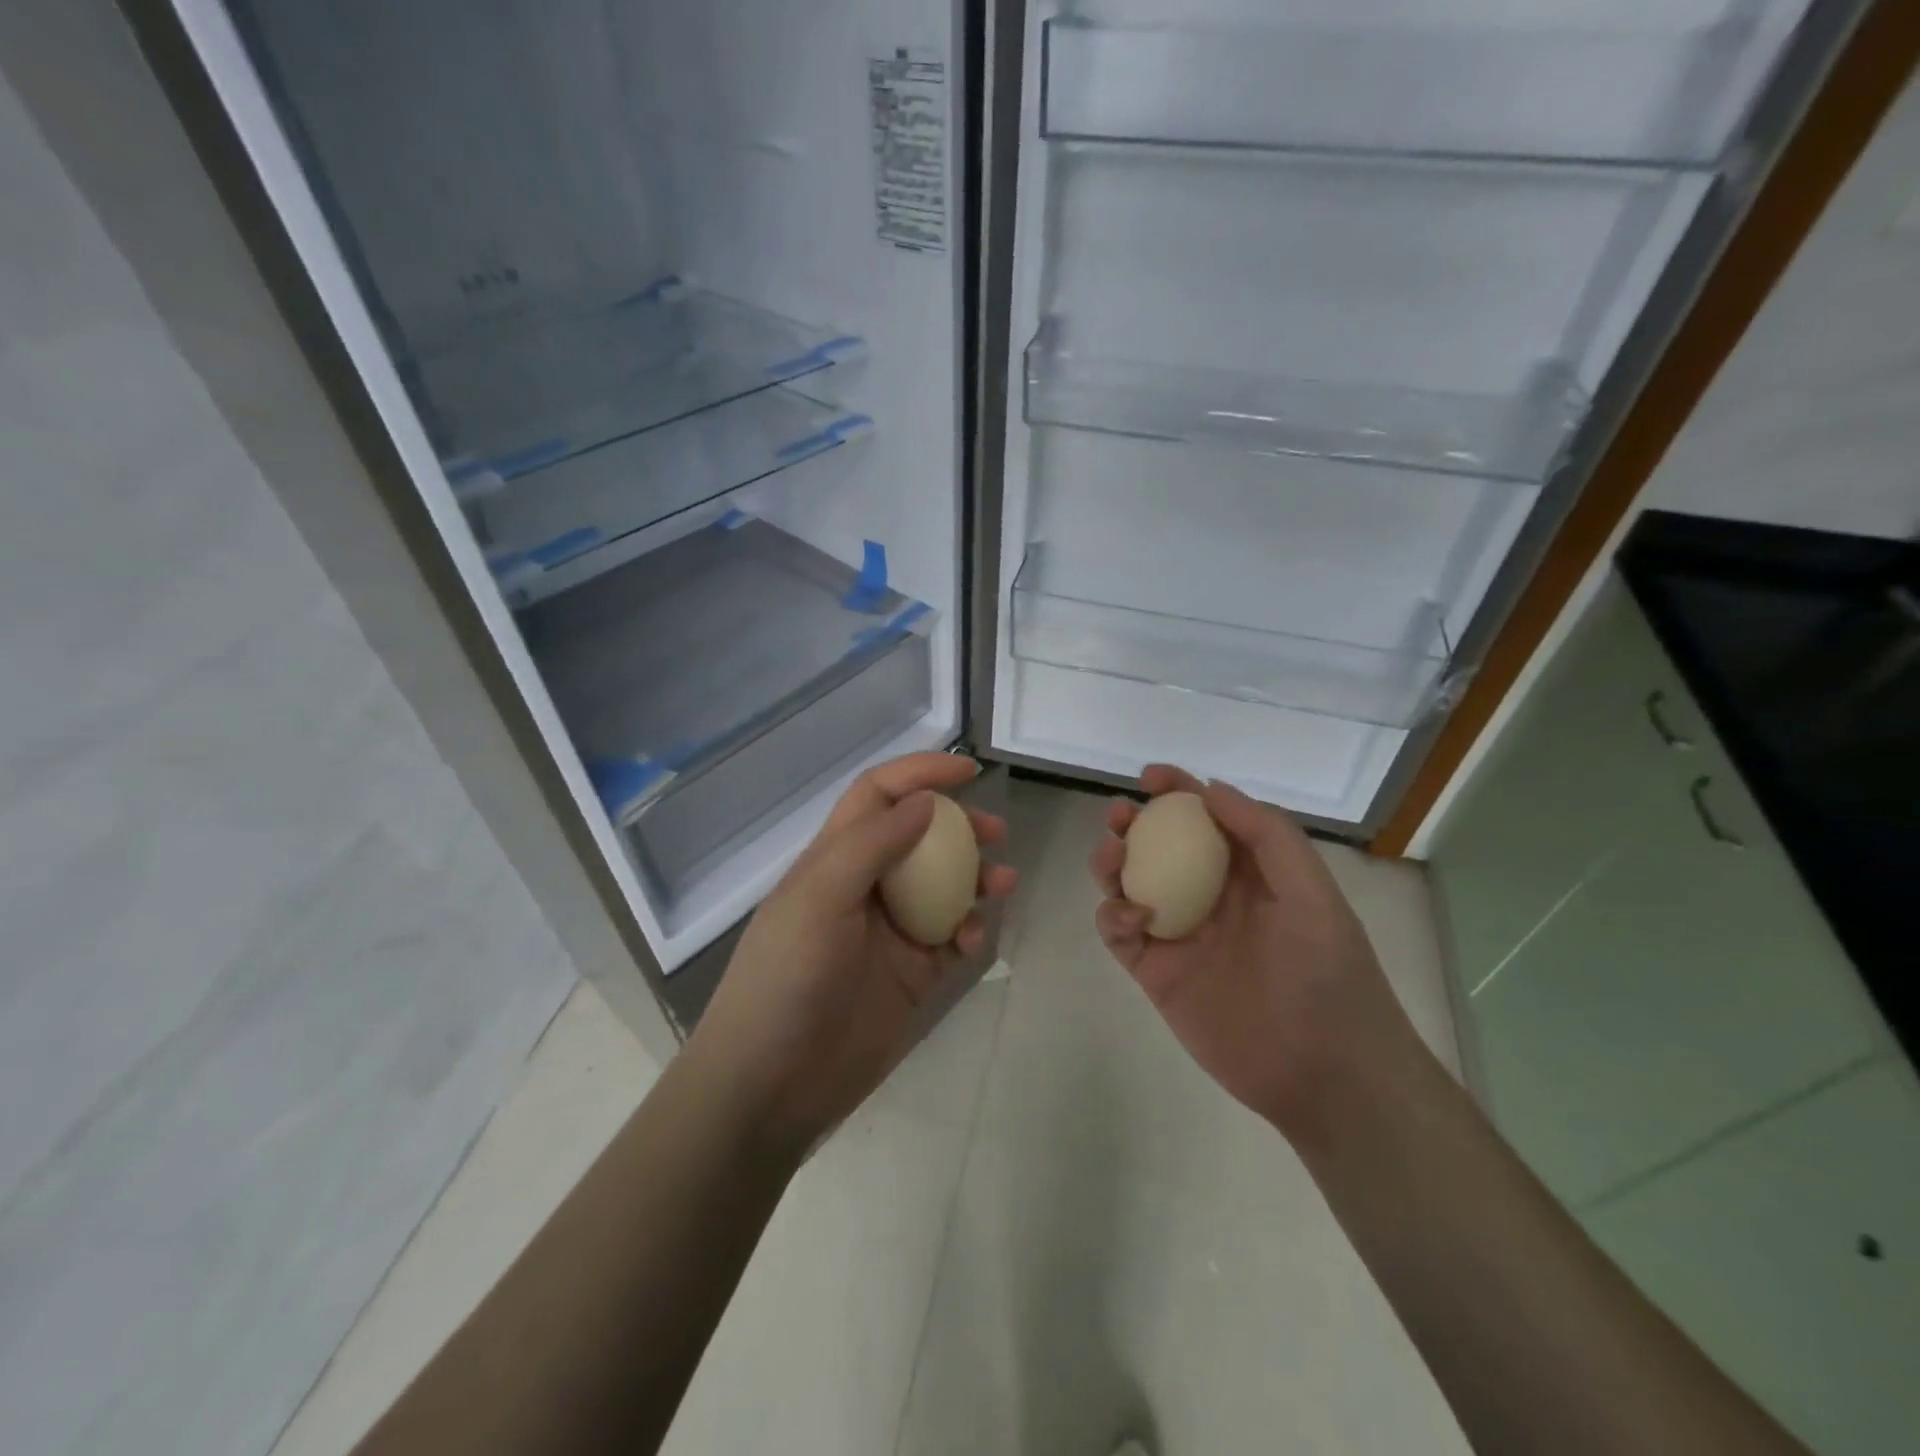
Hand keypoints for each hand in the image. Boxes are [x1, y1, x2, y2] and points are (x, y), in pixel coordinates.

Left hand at [692, 753, 1017, 1151]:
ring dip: (976, 878)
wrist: (771, 1086)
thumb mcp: (820, 899)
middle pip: (919, 838)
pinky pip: (951, 940)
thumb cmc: (787, 979)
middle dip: (959, 826)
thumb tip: (925, 802)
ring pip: (944, 887)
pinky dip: (970, 931)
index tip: (968, 770)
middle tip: (997, 832)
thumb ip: (872, 845)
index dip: (919, 773)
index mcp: (834, 859)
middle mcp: (864, 887)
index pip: (878, 796)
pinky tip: (975, 939)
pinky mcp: (910, 976)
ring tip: (1004, 881)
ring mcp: (889, 933)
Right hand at [1089, 765, 1414, 1136]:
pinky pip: (1121, 933)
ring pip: (1130, 885)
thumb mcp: (1312, 893)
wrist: (1326, 1075)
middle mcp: (1209, 896)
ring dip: (1113, 863)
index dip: (1177, 791)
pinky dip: (1113, 917)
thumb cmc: (1328, 975)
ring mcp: (1180, 934)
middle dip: (1134, 823)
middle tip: (1120, 816)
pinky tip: (1130, 916)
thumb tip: (1212, 788)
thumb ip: (1267, 835)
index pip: (1206, 819)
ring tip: (1111, 857)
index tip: (1150, 777)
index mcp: (1249, 873)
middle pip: (1158, 847)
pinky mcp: (1156, 973)